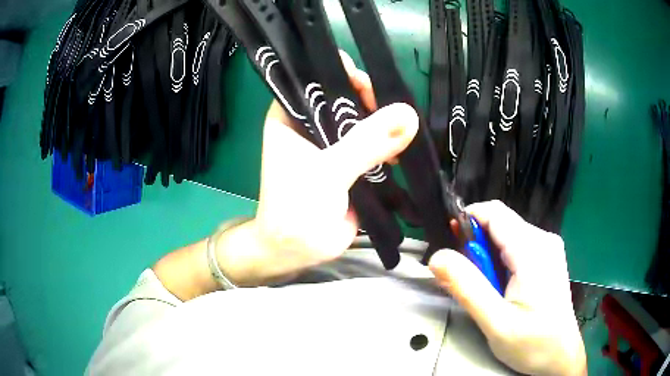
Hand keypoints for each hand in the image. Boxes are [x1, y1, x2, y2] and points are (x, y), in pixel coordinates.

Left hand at [218, 54, 418, 285]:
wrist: (298, 250)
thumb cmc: (296, 208)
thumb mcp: (329, 171)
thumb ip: (366, 142)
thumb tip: (408, 115)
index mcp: (291, 114)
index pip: (316, 77)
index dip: (342, 74)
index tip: (370, 88)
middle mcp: (309, 122)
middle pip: (344, 95)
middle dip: (371, 99)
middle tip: (396, 110)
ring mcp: (331, 141)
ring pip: (361, 118)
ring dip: (383, 122)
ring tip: (404, 131)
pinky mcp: (349, 161)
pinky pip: (372, 142)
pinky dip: (388, 143)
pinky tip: (403, 148)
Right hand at [429, 201, 586, 375]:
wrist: (560, 357)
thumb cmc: (533, 343)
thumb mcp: (496, 322)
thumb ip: (467, 288)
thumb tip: (437, 257)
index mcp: (533, 250)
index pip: (494, 213)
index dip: (467, 221)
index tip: (450, 246)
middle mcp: (543, 240)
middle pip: (500, 223)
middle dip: (476, 246)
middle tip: (467, 281)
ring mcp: (548, 248)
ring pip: (507, 235)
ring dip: (488, 256)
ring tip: (486, 290)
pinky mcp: (548, 258)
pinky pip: (517, 246)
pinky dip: (501, 261)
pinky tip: (501, 288)